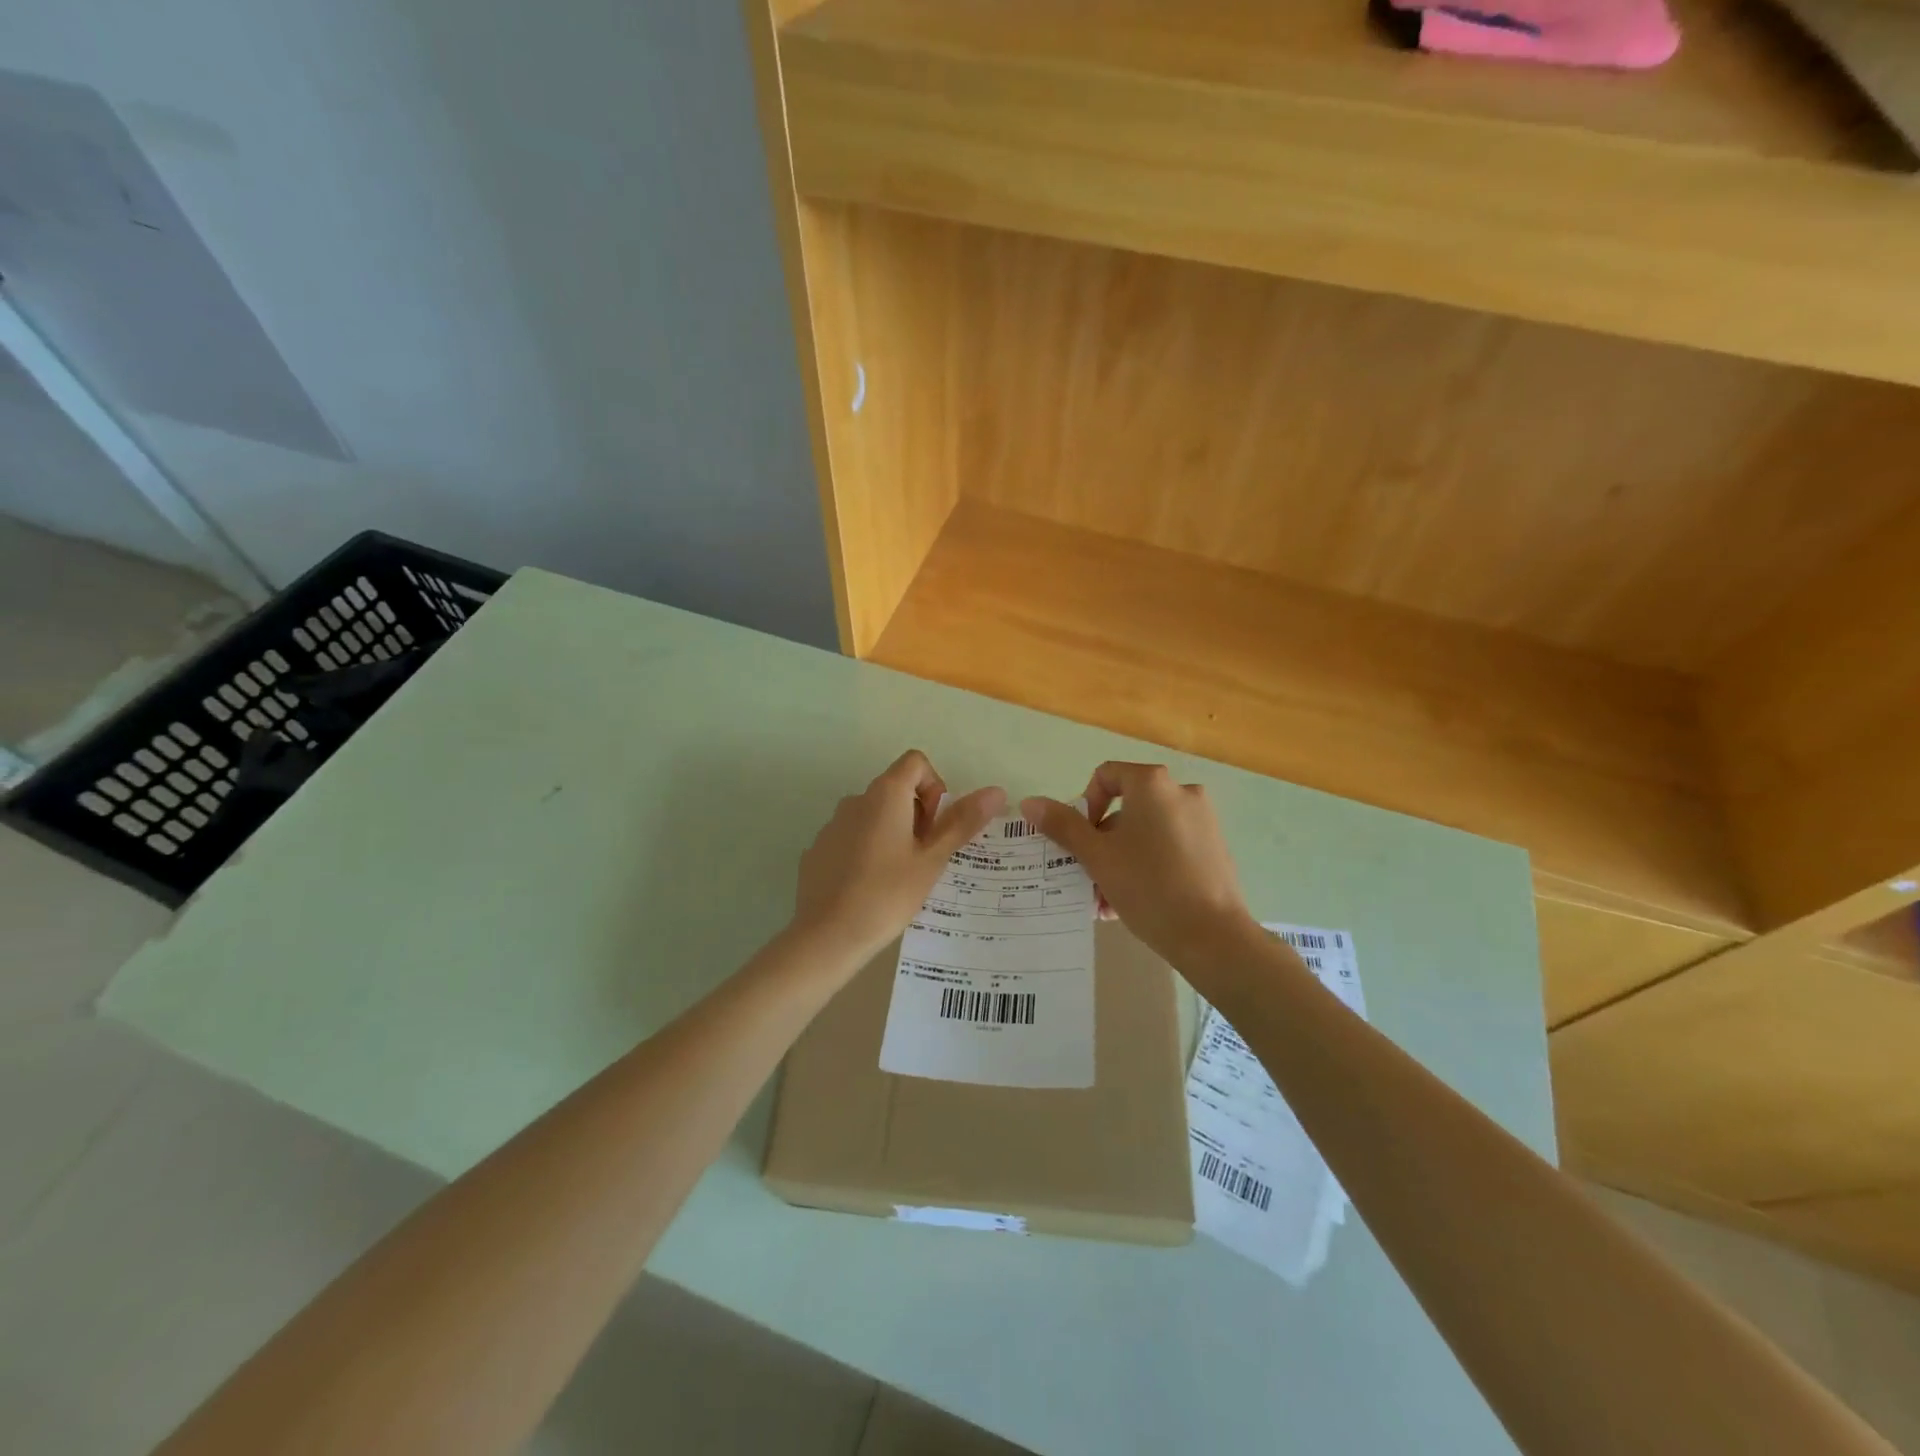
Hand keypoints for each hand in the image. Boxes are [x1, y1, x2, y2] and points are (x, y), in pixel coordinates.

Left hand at [793, 750, 1005, 966]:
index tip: (937, 826)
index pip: (916, 762)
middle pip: (896, 789)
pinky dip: (867, 851)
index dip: (935, 787)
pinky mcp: (818, 849)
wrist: (827, 935)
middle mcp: (856, 799)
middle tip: (925, 857)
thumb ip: (962, 822)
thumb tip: (996, 791)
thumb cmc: (888, 893)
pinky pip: (852, 838)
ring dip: (893, 834)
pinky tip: (870, 888)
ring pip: (874, 816)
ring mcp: (833, 824)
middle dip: (918, 815)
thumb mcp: (932, 859)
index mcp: (885, 794)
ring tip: (900, 877)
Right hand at [1023, 763, 1255, 965]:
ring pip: (1146, 832)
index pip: (1106, 776)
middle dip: (1101, 841)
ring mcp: (1203, 820)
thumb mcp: (1097, 856)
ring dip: (1120, 859)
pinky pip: (1169, 847)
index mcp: (1153, 784)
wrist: (1212, 937)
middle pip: (1126, 807)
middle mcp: (1182, 792)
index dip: (1085, 805)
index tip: (1081, 841)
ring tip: (1107, 899)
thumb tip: (1030, 802)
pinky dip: (1147, 865)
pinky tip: (1133, 903)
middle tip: (1088, 875)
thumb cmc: (1149, 886)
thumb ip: (1063, 825)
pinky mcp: (1214, 848)